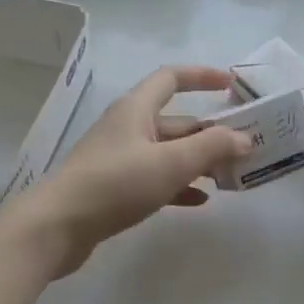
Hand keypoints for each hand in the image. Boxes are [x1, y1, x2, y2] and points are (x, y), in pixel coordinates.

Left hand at [8, 66, 251, 276]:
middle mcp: (128, 127)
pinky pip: (156, 179)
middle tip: (244, 147)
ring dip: (198, 161)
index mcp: (136, 109)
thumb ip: (212, 147)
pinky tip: (200, 200)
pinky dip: (179, 186)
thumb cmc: (116, 184)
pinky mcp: (115, 188)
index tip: (231, 85)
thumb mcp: (171, 163)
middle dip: (210, 132)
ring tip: (229, 176)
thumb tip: (244, 137)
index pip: (172, 78)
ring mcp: (120, 159)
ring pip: (168, 153)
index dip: (202, 76)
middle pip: (176, 121)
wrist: (59, 227)